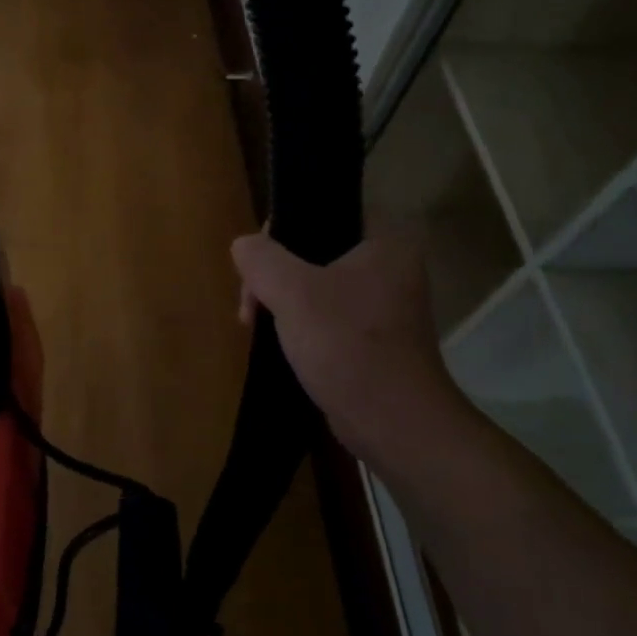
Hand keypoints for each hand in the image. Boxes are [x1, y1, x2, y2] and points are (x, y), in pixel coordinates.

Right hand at [232, 224, 460, 463]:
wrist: (393, 424)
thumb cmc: (347, 345)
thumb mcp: (293, 292)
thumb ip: (261, 259)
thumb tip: (243, 245)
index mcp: (385, 241)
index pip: (323, 211)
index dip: (282, 229)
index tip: (257, 265)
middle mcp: (390, 266)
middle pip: (313, 250)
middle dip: (273, 275)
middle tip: (251, 307)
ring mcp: (383, 304)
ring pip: (314, 284)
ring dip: (281, 301)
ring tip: (256, 326)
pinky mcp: (372, 337)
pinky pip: (325, 314)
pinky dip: (299, 324)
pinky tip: (279, 342)